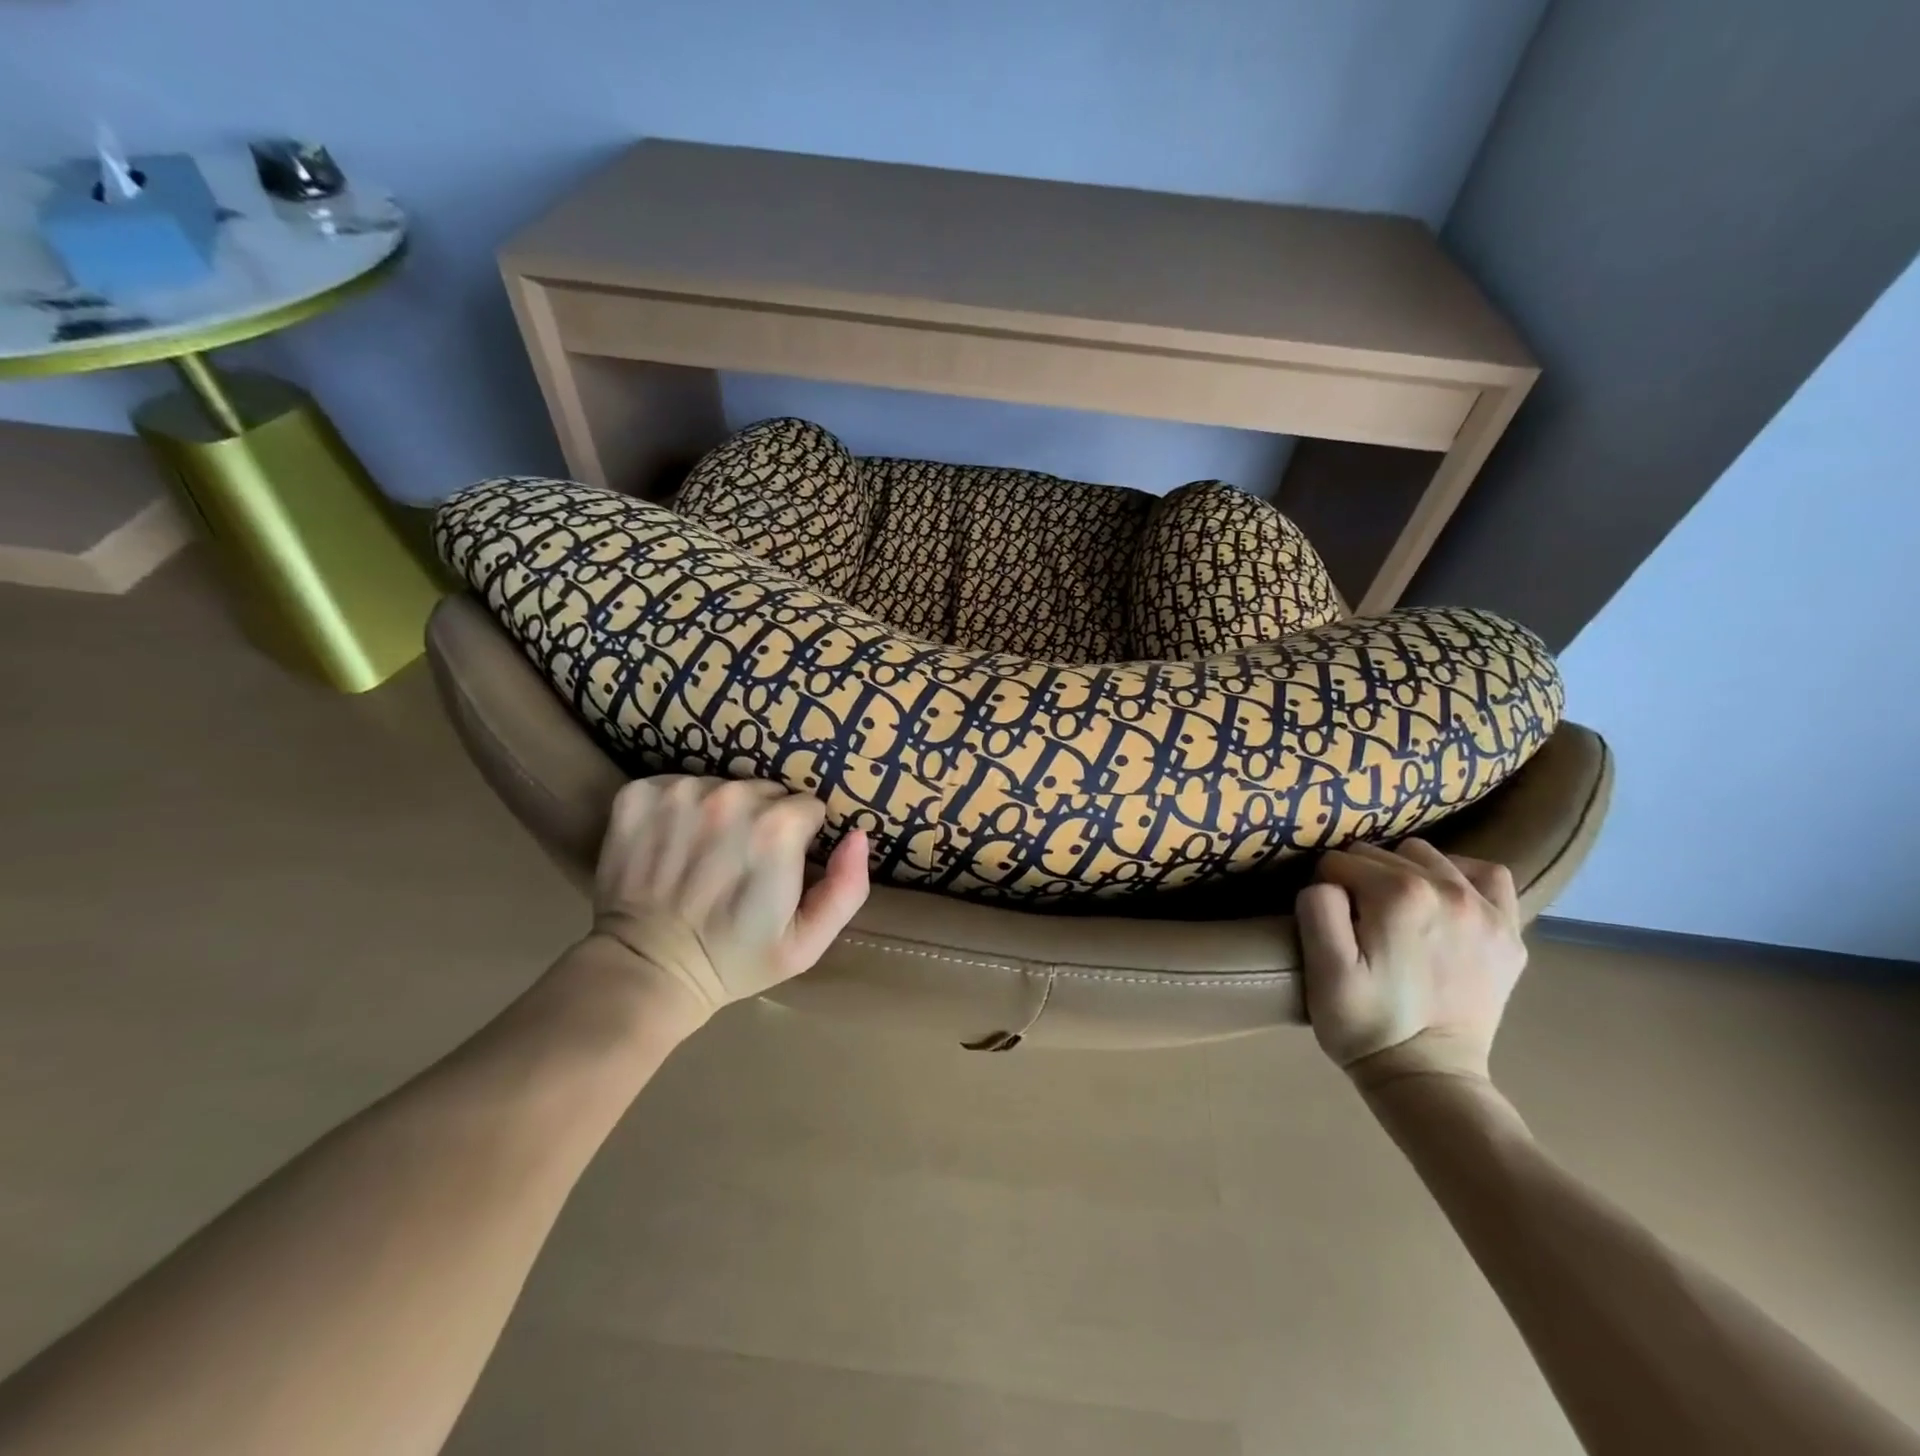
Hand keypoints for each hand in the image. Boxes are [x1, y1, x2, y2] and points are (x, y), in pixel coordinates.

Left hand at [587, 775, 869, 1026]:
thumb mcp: (808, 941)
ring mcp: (679, 793)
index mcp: (777, 828)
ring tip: (705, 857)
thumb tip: (858, 835)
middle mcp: (730, 798)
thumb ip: (848, 887)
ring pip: (722, 787)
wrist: (647, 971)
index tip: (778, 867)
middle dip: (762, 821)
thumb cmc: (736, 960)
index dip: (799, 838)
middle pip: (764, 793)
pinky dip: (676, 810)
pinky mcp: (638, 795)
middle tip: (741, 865)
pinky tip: (672, 845)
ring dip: (720, 814)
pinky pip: (675, 786)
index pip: (806, 808)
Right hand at [1295, 840, 1525, 1088]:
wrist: (1428, 1078)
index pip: (1340, 863)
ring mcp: (1486, 910)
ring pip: (1426, 857)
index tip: (1330, 924)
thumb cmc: (1365, 1024)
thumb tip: (1327, 882)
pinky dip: (1459, 876)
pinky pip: (1486, 875)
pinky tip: (1442, 900)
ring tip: (1394, 912)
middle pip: (1381, 855)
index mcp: (1399, 895)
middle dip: (1359, 880)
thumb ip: (1318, 908)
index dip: (1325, 889)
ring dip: (1402, 874)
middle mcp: (1447, 889)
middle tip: (1356, 924)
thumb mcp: (1322, 969)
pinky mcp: (1508, 932)